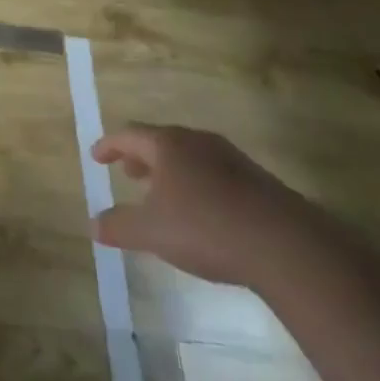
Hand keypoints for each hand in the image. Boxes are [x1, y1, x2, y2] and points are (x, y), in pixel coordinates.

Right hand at [91, 124, 316, 289]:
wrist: (285, 245)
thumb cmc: (206, 228)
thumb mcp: (152, 232)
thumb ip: (119, 226)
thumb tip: (94, 223)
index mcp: (168, 145)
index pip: (129, 135)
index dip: (109, 145)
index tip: (96, 157)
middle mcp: (197, 141)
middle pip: (161, 141)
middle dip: (141, 156)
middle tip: (128, 173)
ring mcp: (231, 158)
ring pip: (190, 156)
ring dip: (170, 170)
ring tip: (163, 193)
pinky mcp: (256, 180)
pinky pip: (214, 172)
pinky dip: (196, 183)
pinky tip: (201, 211)